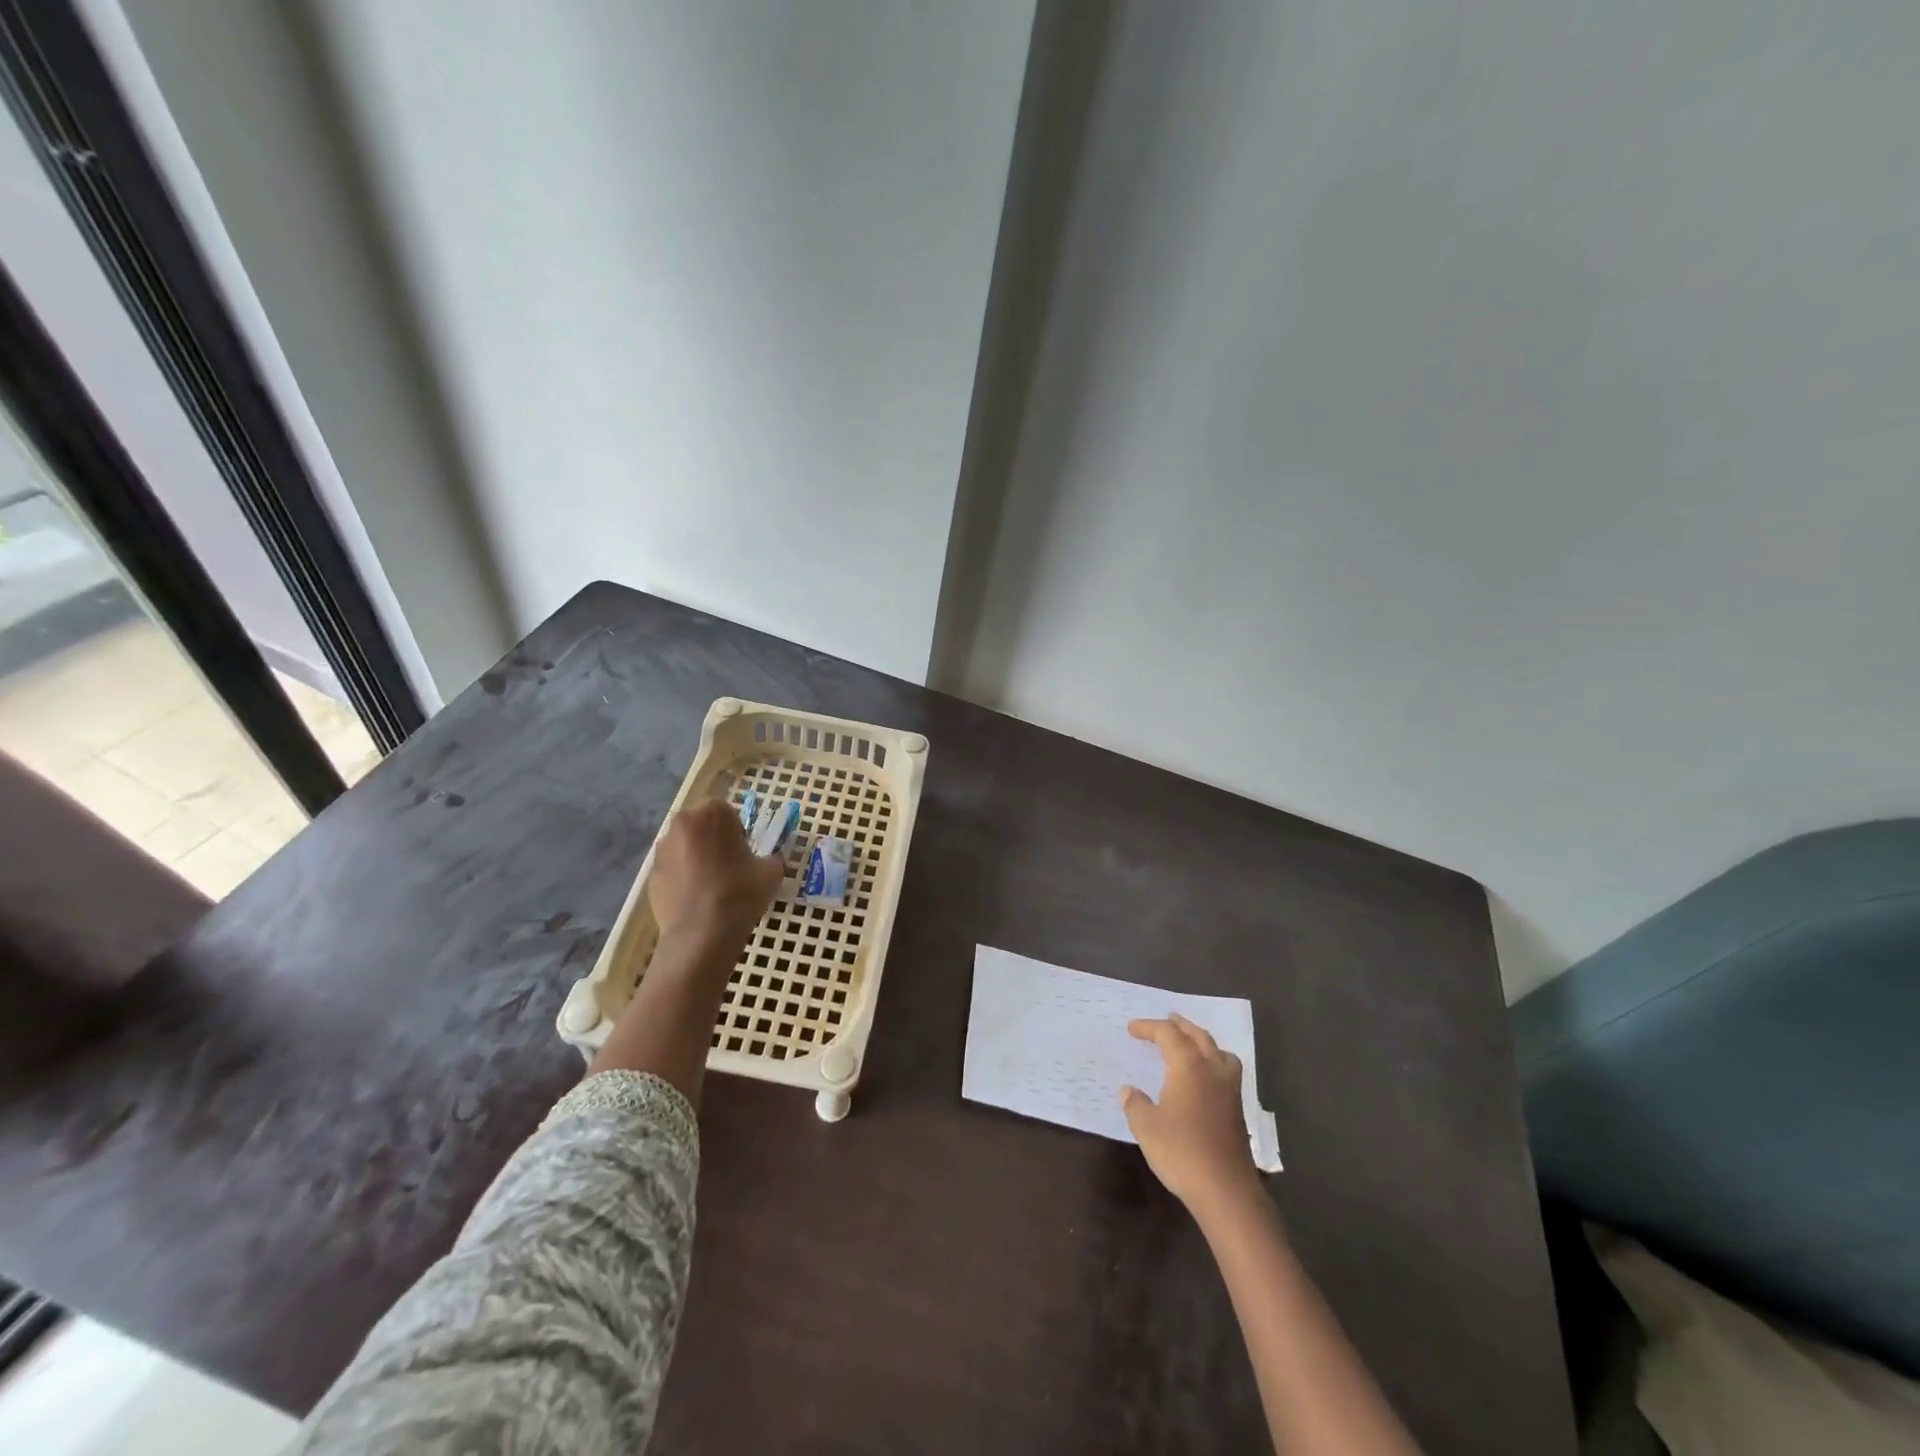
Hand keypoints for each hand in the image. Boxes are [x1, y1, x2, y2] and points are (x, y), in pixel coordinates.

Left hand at [648, 799, 783, 951]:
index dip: (737, 831)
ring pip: (684, 847)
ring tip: (710, 885)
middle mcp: (681, 824)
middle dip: (712, 840)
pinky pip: (672, 869)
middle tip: (728, 865)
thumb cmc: (740, 893)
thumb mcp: (771, 873)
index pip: (726, 812)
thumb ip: (772, 859)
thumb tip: (770, 862)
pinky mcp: (650, 875)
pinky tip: (695, 899)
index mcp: (712, 814)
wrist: (702, 934)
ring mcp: (662, 850)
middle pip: (700, 826)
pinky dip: (682, 878)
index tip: (744, 852)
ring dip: (695, 857)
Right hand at [1122, 1013, 1259, 1212]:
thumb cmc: (1182, 1152)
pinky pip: (1226, 1070)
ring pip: (1218, 1051)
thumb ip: (1135, 1104)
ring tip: (1189, 1043)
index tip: (1132, 1029)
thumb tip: (1128, 1090)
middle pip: (1197, 1036)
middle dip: (1179, 1026)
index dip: (1149, 1027)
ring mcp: (1230, 1089)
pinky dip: (1213, 1061)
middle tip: (1166, 1020)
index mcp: (1188, 1066)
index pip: (1168, 1034)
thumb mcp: (1146, 1127)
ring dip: (1202, 1041)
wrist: (1226, 1190)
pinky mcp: (1237, 1109)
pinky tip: (1204, 1077)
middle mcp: (1212, 1070)